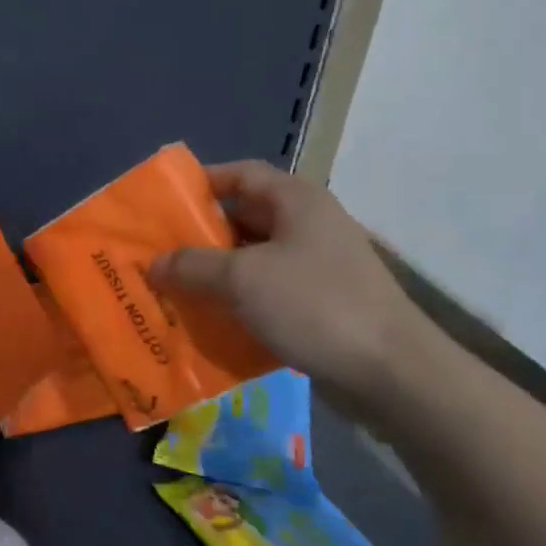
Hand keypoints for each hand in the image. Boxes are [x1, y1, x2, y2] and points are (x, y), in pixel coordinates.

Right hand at [149, 161, 432, 413]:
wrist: (390, 371)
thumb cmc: (315, 306)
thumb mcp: (243, 279)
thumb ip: (192, 266)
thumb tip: (155, 264)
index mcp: (297, 201)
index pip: (241, 174)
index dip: (200, 183)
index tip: (161, 205)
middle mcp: (308, 225)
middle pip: (243, 218)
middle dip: (200, 236)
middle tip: (158, 255)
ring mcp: (317, 266)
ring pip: (253, 260)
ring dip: (215, 274)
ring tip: (173, 290)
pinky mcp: (320, 303)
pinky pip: (267, 292)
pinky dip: (237, 302)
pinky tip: (209, 321)